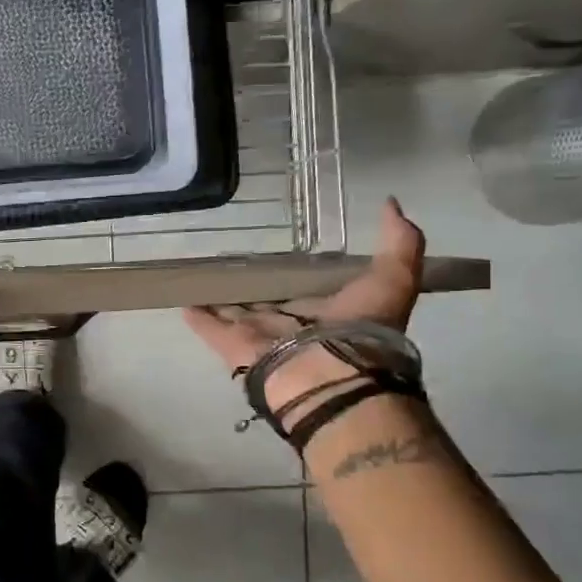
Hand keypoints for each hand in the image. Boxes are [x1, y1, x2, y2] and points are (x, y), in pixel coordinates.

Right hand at [182, 198, 424, 424]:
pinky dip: (195, 313)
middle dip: (250, 285)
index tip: (279, 253)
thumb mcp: (394, 278)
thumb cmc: (362, 331)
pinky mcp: (231, 345)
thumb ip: (400, 242)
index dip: (293, 272)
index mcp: (324, 313)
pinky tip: (181, 297)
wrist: (332, 377)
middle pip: (264, 300)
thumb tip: (392, 203)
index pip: (304, 288)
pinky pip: (208, 326)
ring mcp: (258, 335)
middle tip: (230, 260)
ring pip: (234, 310)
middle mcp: (289, 324)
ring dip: (219, 296)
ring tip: (200, 273)